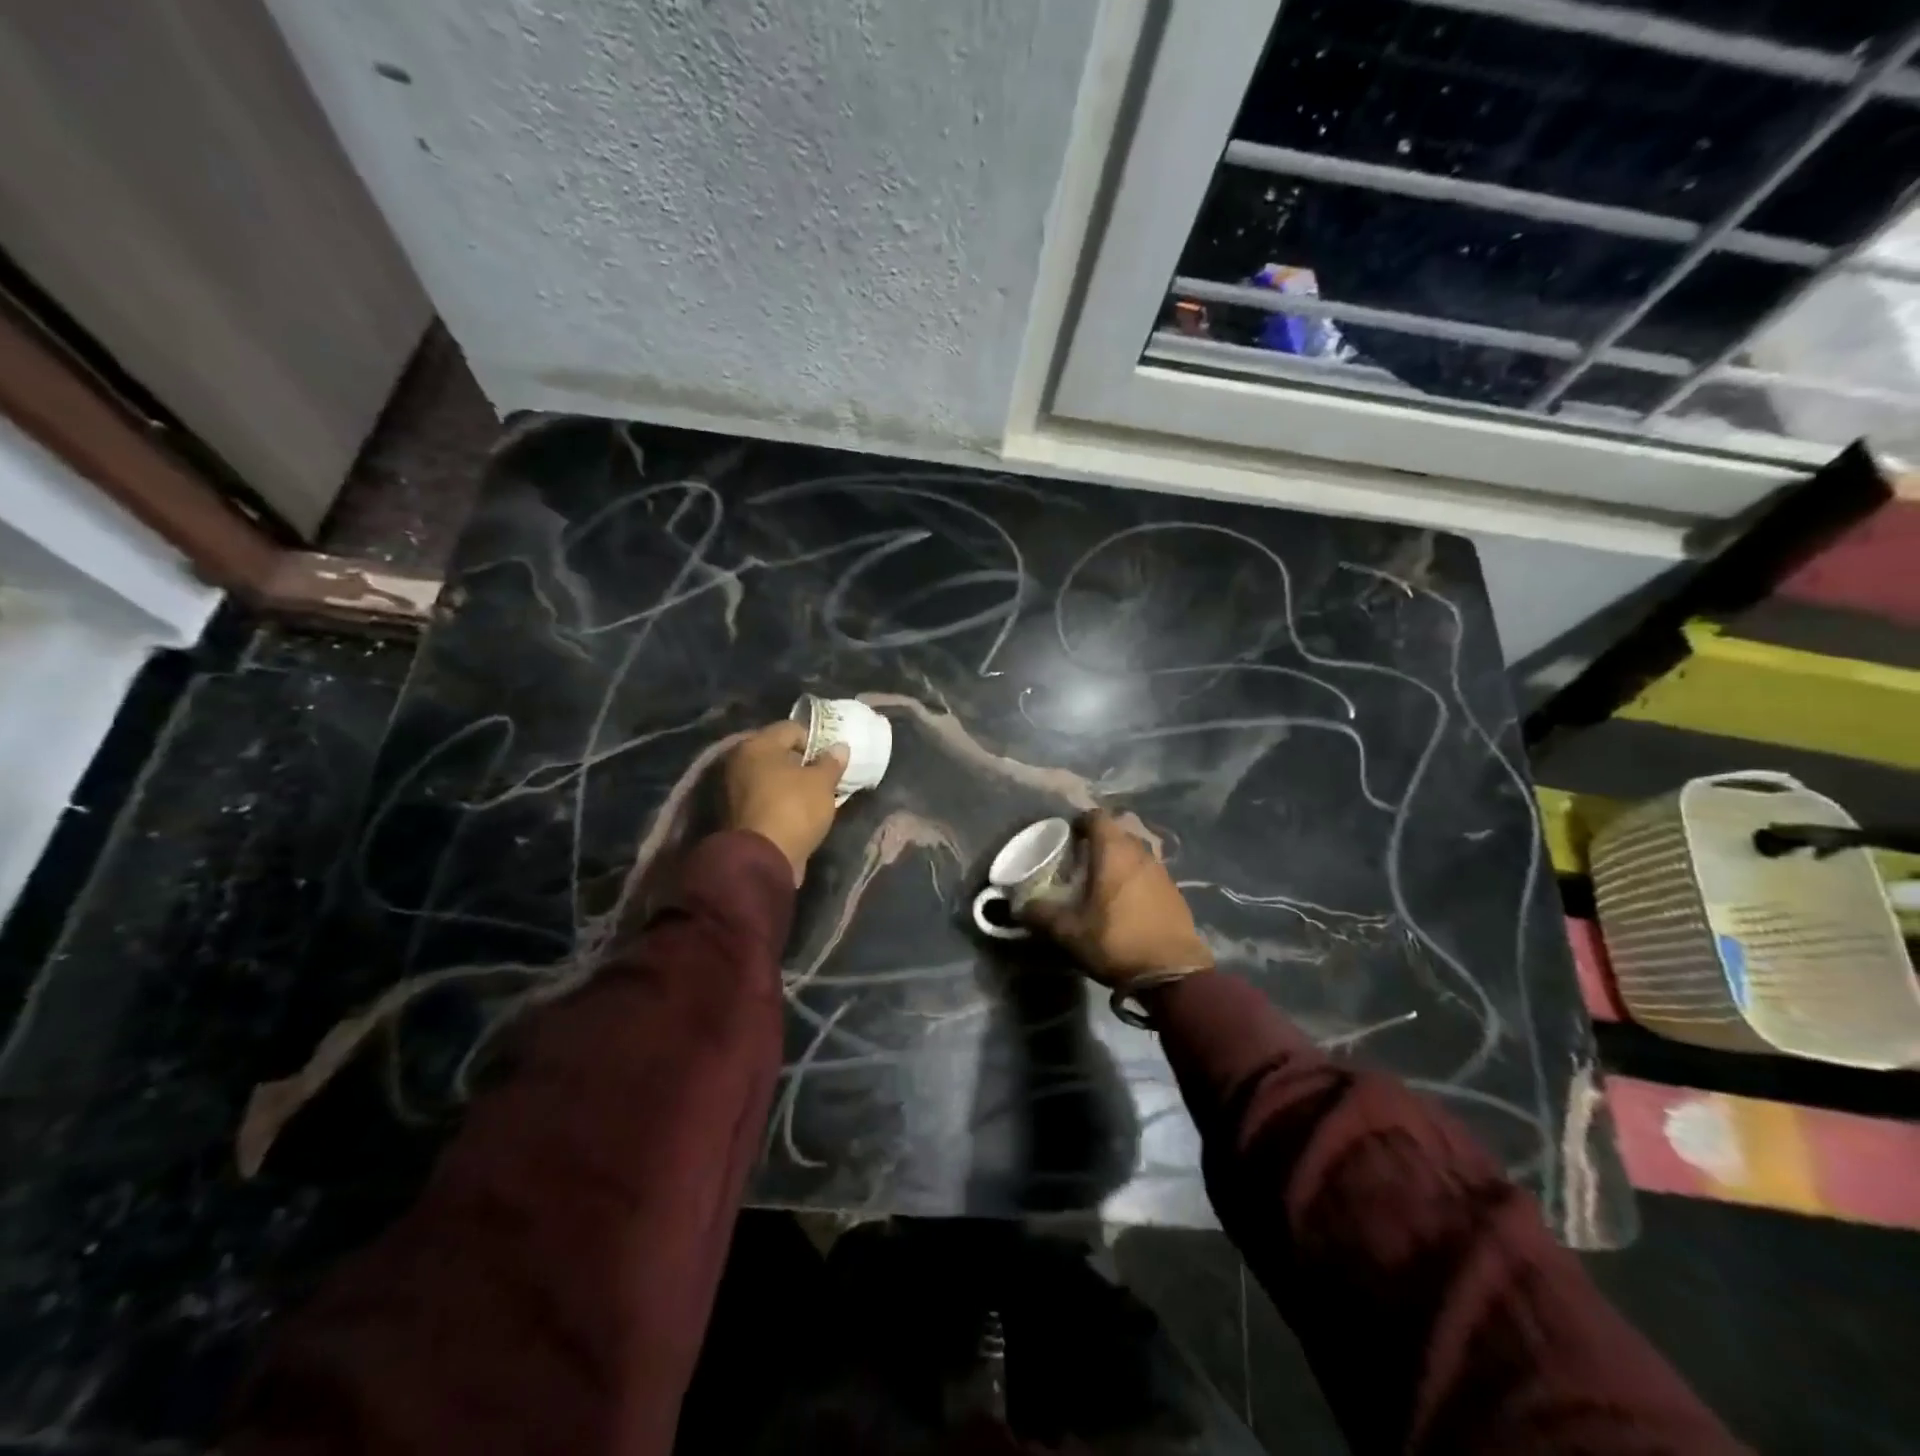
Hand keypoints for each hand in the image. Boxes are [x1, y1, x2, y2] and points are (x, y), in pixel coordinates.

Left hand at [724, 721, 847, 883]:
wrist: (762, 859)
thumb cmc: (794, 809)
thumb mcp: (822, 783)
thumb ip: (832, 762)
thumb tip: (840, 747)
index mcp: (757, 744)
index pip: (791, 728)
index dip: (816, 740)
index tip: (831, 759)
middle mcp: (739, 761)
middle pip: (778, 753)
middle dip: (802, 762)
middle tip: (824, 776)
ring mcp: (733, 788)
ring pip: (770, 777)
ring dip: (790, 783)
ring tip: (814, 796)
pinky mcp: (735, 814)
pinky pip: (764, 798)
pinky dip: (780, 801)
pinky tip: (799, 812)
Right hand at [1022, 811, 1212, 989]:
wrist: (1173, 973)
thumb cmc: (1116, 941)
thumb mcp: (1069, 932)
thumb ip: (1041, 914)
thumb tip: (1020, 906)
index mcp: (1113, 851)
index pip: (1096, 816)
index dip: (1079, 822)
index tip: (1066, 837)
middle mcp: (1140, 852)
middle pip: (1117, 831)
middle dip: (1098, 840)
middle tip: (1079, 860)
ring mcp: (1161, 870)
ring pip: (1135, 851)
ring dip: (1118, 859)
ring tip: (1101, 881)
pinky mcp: (1174, 890)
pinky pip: (1148, 871)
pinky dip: (1134, 876)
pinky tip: (1125, 900)